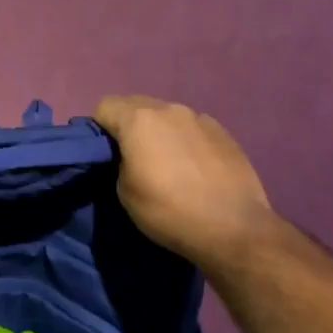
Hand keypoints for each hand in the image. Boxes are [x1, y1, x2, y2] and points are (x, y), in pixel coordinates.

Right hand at [93, 96, 276, 269]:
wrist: (234, 228)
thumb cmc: (169, 211)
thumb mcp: (125, 192)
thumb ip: (120, 162)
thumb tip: (128, 155)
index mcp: (140, 120)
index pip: (105, 106)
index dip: (99, 127)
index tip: (104, 153)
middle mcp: (170, 109)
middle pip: (136, 105)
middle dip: (128, 125)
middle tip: (132, 157)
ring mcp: (200, 118)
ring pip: (167, 115)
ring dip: (159, 131)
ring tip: (167, 163)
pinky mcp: (223, 132)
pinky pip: (192, 128)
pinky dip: (185, 140)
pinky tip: (194, 168)